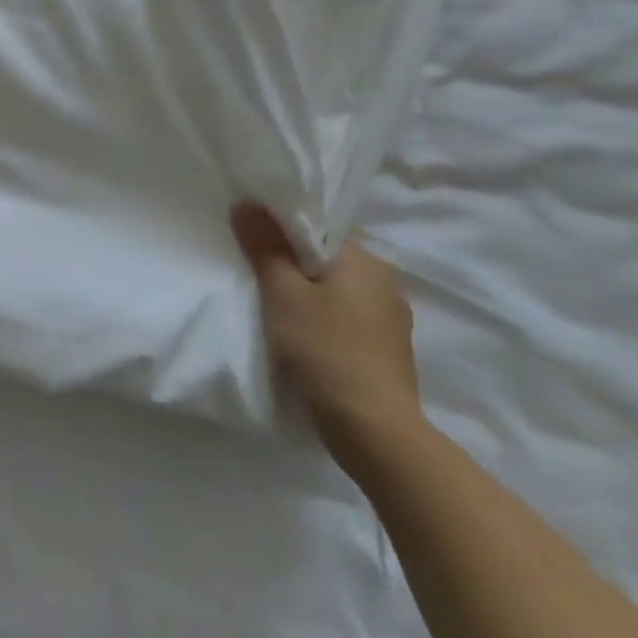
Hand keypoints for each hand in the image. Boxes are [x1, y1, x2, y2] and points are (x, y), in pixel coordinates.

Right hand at [232, 202, 422, 471]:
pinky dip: (323, 315)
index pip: (320, 225)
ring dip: (308, 289)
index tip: (253, 232)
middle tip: (254, 264)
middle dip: (293, 258)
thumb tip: (247, 204)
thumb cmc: (326, 351)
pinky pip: (347, 314)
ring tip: (273, 298)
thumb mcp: (283, 294)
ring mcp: (390, 318)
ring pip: (338, 287)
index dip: (283, 224)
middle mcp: (385, 281)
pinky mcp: (387, 349)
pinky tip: (300, 329)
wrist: (375, 434)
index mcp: (366, 259)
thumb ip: (264, 246)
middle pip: (328, 255)